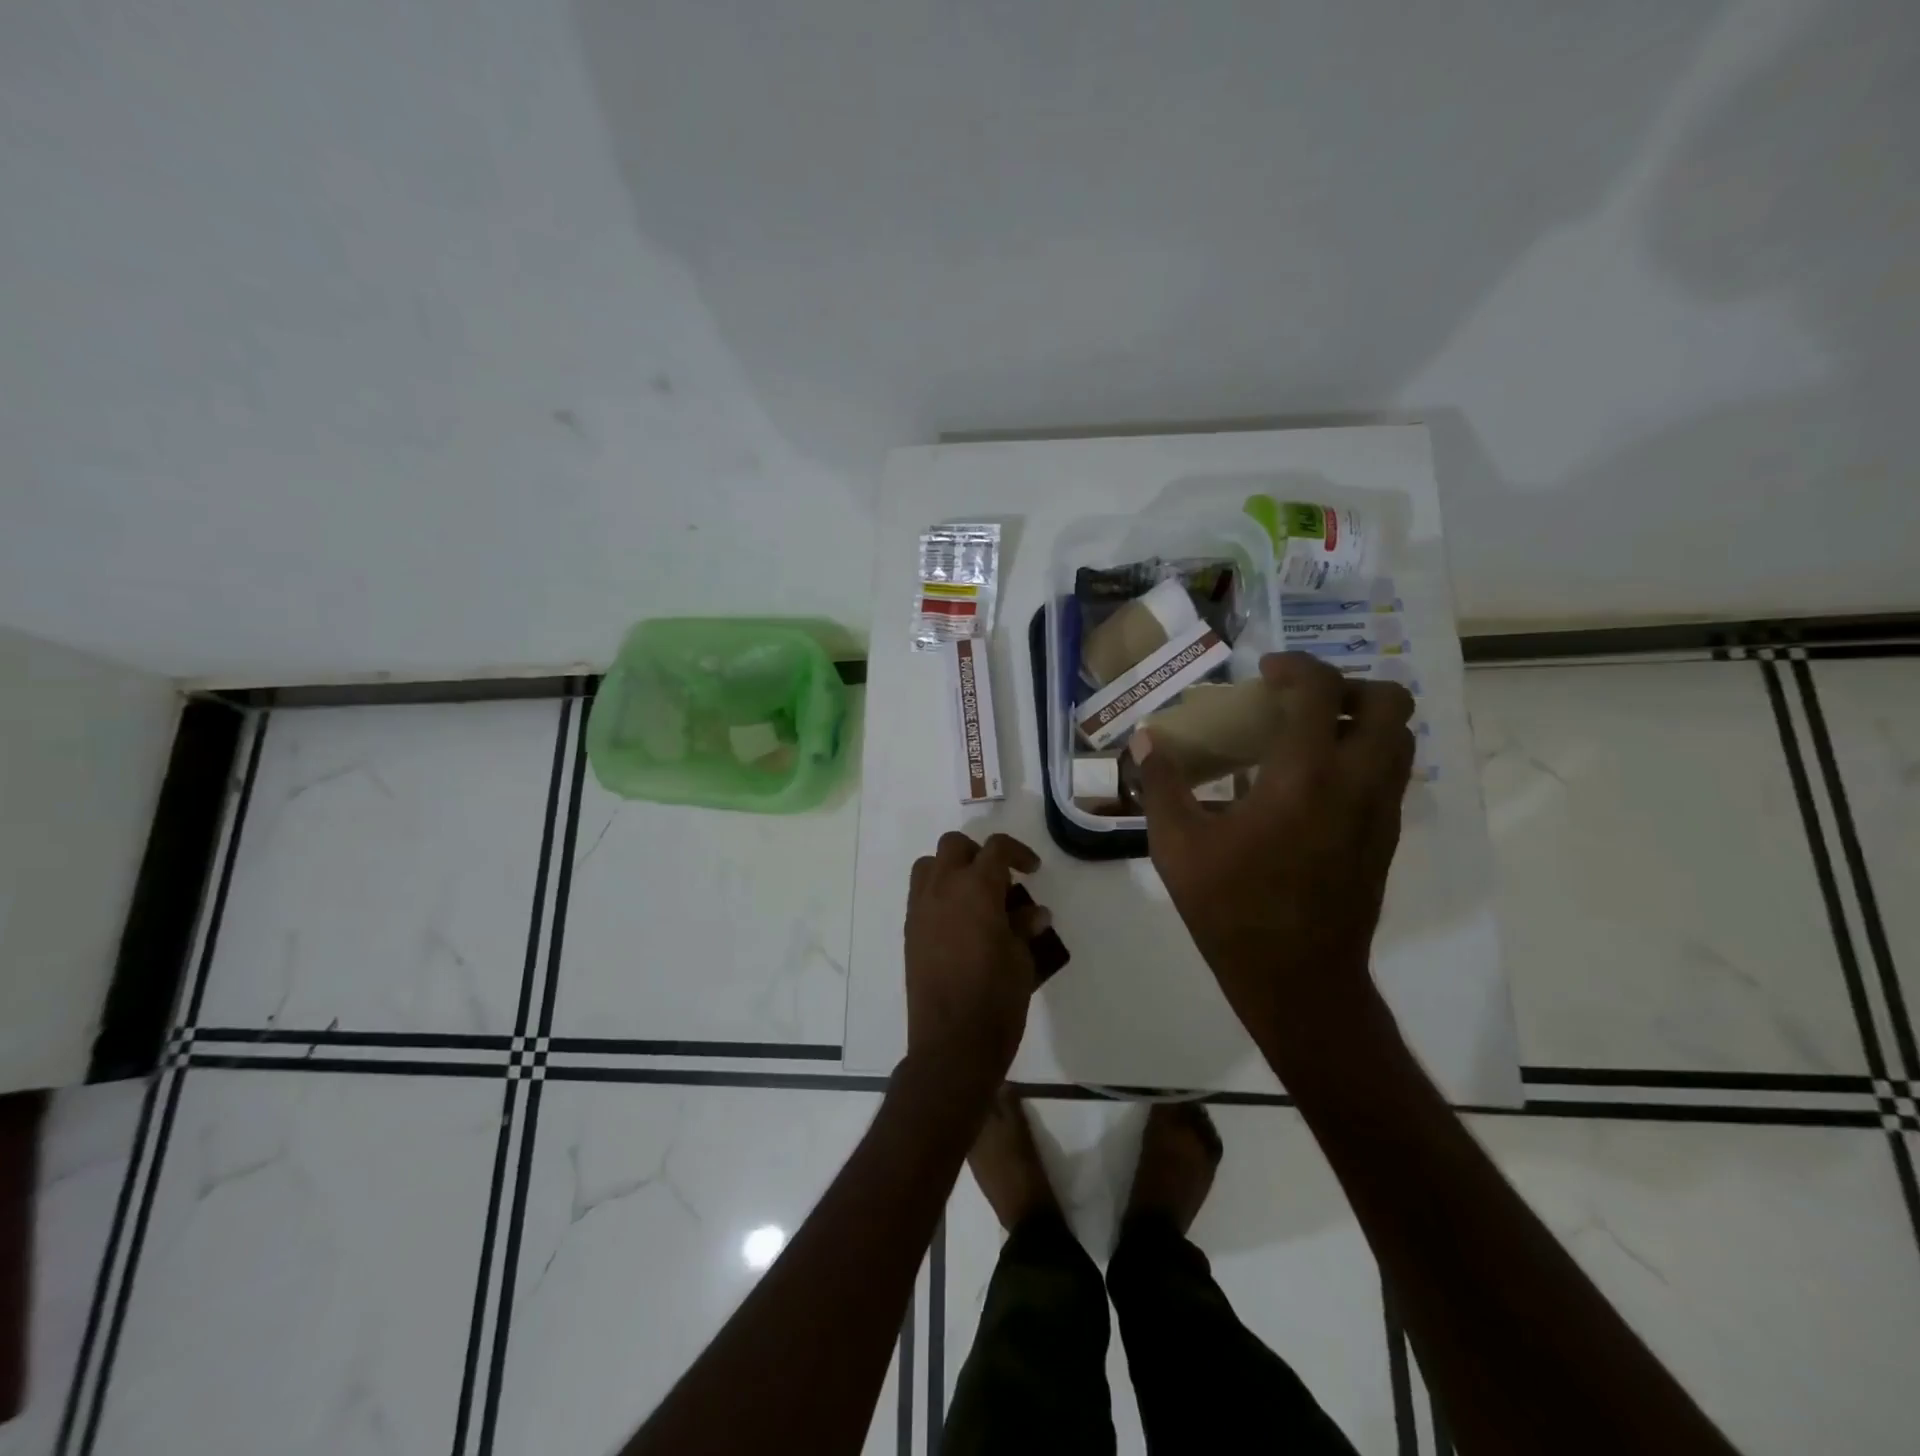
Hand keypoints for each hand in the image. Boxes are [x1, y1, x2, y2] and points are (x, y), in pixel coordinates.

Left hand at [904, 832, 1049, 1092]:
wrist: (952, 1043)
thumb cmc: (996, 998)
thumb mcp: (1022, 959)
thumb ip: (1024, 927)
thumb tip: (1033, 912)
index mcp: (976, 888)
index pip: (996, 848)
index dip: (1018, 852)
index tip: (1032, 870)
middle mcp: (943, 888)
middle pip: (955, 846)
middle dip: (979, 854)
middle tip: (1000, 880)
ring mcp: (920, 909)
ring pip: (929, 865)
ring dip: (952, 869)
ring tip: (975, 897)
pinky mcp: (910, 931)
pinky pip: (920, 894)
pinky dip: (939, 893)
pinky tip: (959, 923)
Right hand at [1130, 652, 1415, 1035]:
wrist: (1297, 980)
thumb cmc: (1231, 909)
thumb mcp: (1177, 846)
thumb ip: (1161, 786)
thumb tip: (1143, 741)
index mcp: (1303, 777)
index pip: (1319, 690)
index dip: (1295, 666)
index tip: (1265, 672)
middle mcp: (1355, 783)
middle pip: (1388, 703)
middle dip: (1346, 686)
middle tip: (1299, 701)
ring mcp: (1379, 813)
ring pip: (1398, 740)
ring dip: (1359, 721)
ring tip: (1307, 737)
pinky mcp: (1384, 839)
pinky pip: (1387, 776)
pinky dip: (1359, 758)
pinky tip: (1307, 787)